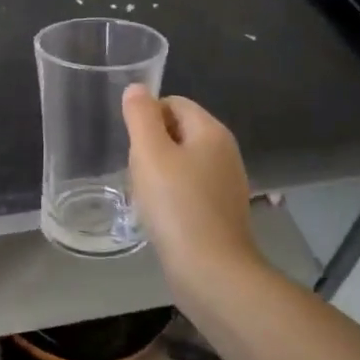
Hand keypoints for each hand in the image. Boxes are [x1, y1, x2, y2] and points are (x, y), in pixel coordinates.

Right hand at [123, 85, 255, 277]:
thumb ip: (141, 116)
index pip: (174, 103)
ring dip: (159, 172)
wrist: (211, 270)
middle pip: (179, 131)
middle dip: (152, 145)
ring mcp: (227, 183)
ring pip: (183, 161)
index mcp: (211, 131)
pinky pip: (190, 188)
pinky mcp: (222, 210)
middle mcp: (225, 152)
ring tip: (145, 195)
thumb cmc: (176, 205)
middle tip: (136, 170)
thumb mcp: (149, 153)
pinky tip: (160, 215)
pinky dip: (172, 195)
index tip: (132, 145)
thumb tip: (137, 89)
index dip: (147, 117)